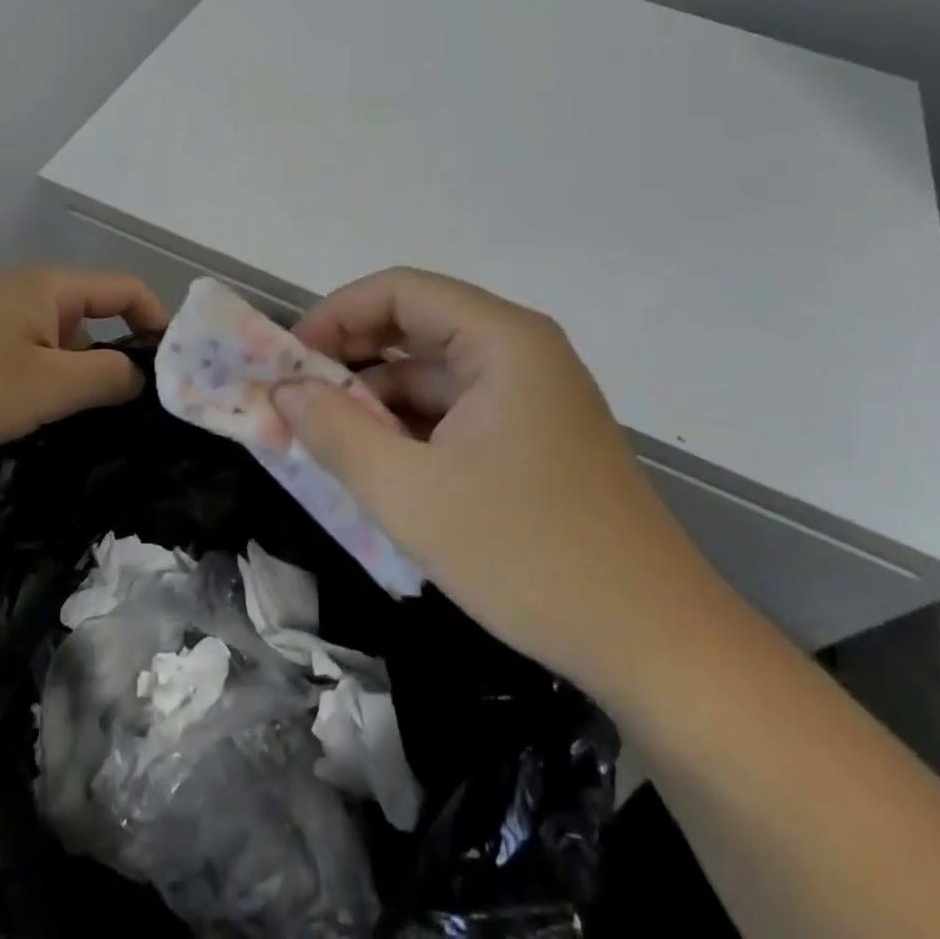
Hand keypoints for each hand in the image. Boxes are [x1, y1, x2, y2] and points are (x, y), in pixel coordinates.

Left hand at [0, 264, 165, 464]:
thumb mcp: (50, 387)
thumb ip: (108, 376)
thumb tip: (140, 374)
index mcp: (50, 287)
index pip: (126, 289)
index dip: (158, 321)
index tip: (173, 367)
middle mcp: (21, 288)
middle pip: (90, 313)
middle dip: (115, 354)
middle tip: (130, 405)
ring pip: (53, 337)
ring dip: (74, 371)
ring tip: (81, 419)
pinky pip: (19, 351)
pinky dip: (39, 376)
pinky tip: (28, 415)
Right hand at [275, 267, 692, 681]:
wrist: (658, 648)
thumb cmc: (528, 555)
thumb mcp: (410, 494)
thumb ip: (335, 432)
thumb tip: (282, 390)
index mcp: (503, 340)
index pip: (399, 291)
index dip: (335, 316)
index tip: (286, 361)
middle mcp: (520, 351)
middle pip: (416, 327)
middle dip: (350, 361)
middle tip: (295, 401)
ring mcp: (531, 396)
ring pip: (433, 375)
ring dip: (376, 402)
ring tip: (324, 443)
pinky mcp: (534, 438)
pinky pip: (455, 413)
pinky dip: (410, 431)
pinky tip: (377, 468)